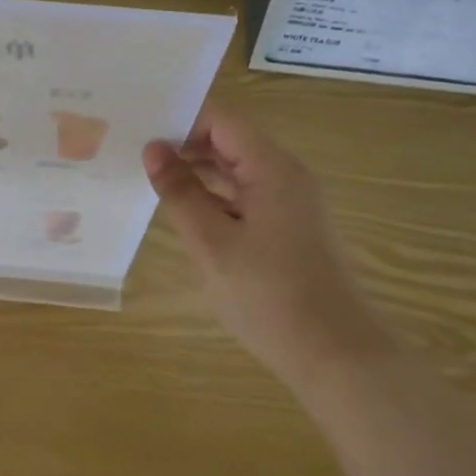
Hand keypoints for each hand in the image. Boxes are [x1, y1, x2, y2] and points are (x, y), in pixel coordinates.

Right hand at [143, 105, 386, 378]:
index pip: (221, 119)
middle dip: (185, 144)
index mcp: (272, 167)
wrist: (337, 356)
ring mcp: (293, 202)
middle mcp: (287, 174)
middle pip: (230, 140)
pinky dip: (216, 196)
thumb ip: (180, 191)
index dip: (181, 120)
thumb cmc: (268, 296)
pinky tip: (188, 212)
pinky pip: (248, 194)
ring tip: (154, 181)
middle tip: (137, 156)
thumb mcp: (211, 243)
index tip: (140, 133)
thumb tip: (153, 149)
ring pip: (238, 169)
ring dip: (199, 171)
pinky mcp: (292, 228)